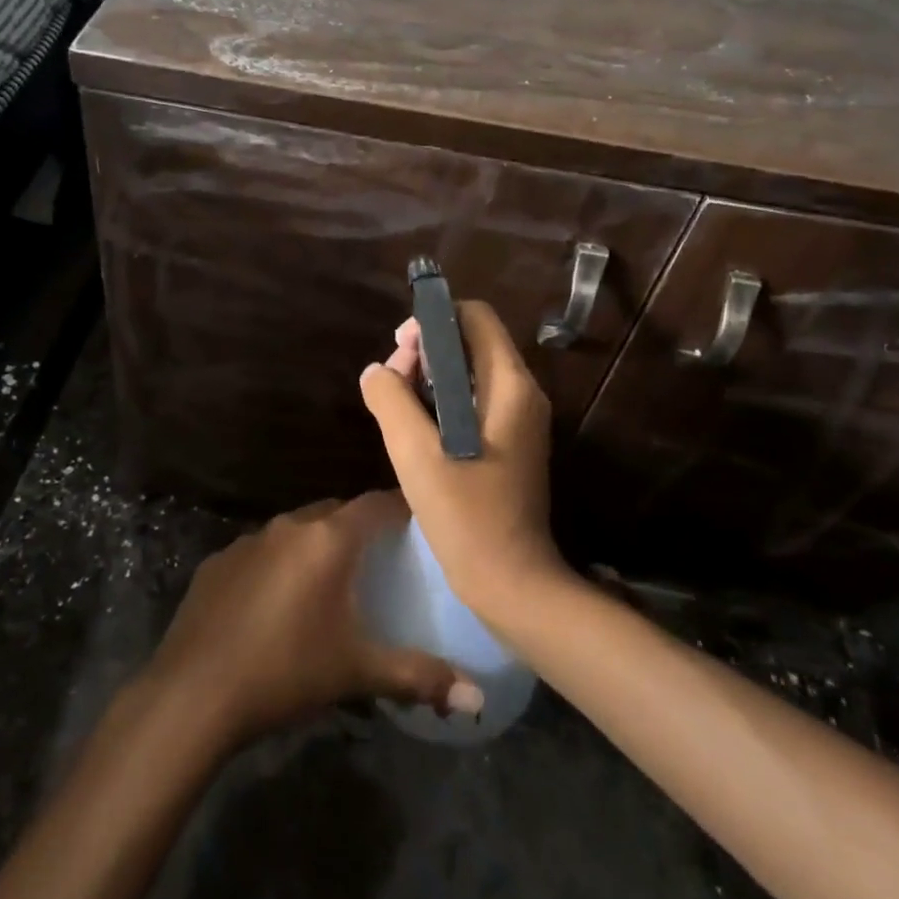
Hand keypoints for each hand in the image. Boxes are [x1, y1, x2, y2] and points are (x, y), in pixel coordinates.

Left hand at [145, 493, 478, 746]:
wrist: (194, 693)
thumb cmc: (287, 671)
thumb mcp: (357, 672)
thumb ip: (419, 677)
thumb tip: (477, 699)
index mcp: (329, 540)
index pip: (377, 504)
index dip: (402, 508)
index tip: (421, 521)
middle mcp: (290, 527)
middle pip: (336, 513)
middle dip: (359, 528)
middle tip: (379, 557)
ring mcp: (249, 541)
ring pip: (296, 531)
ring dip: (315, 546)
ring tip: (329, 581)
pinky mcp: (218, 562)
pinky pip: (260, 552)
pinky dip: (277, 565)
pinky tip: (274, 604)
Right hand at [357, 301, 568, 626]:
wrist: (511, 582)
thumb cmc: (466, 515)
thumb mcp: (416, 453)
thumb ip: (391, 400)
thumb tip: (377, 371)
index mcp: (510, 385)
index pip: (475, 316)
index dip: (434, 318)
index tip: (401, 347)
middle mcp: (522, 393)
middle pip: (471, 341)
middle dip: (426, 351)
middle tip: (391, 382)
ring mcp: (518, 420)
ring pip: (470, 373)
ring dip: (430, 378)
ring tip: (396, 405)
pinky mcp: (509, 443)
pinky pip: (473, 401)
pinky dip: (442, 402)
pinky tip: (414, 428)